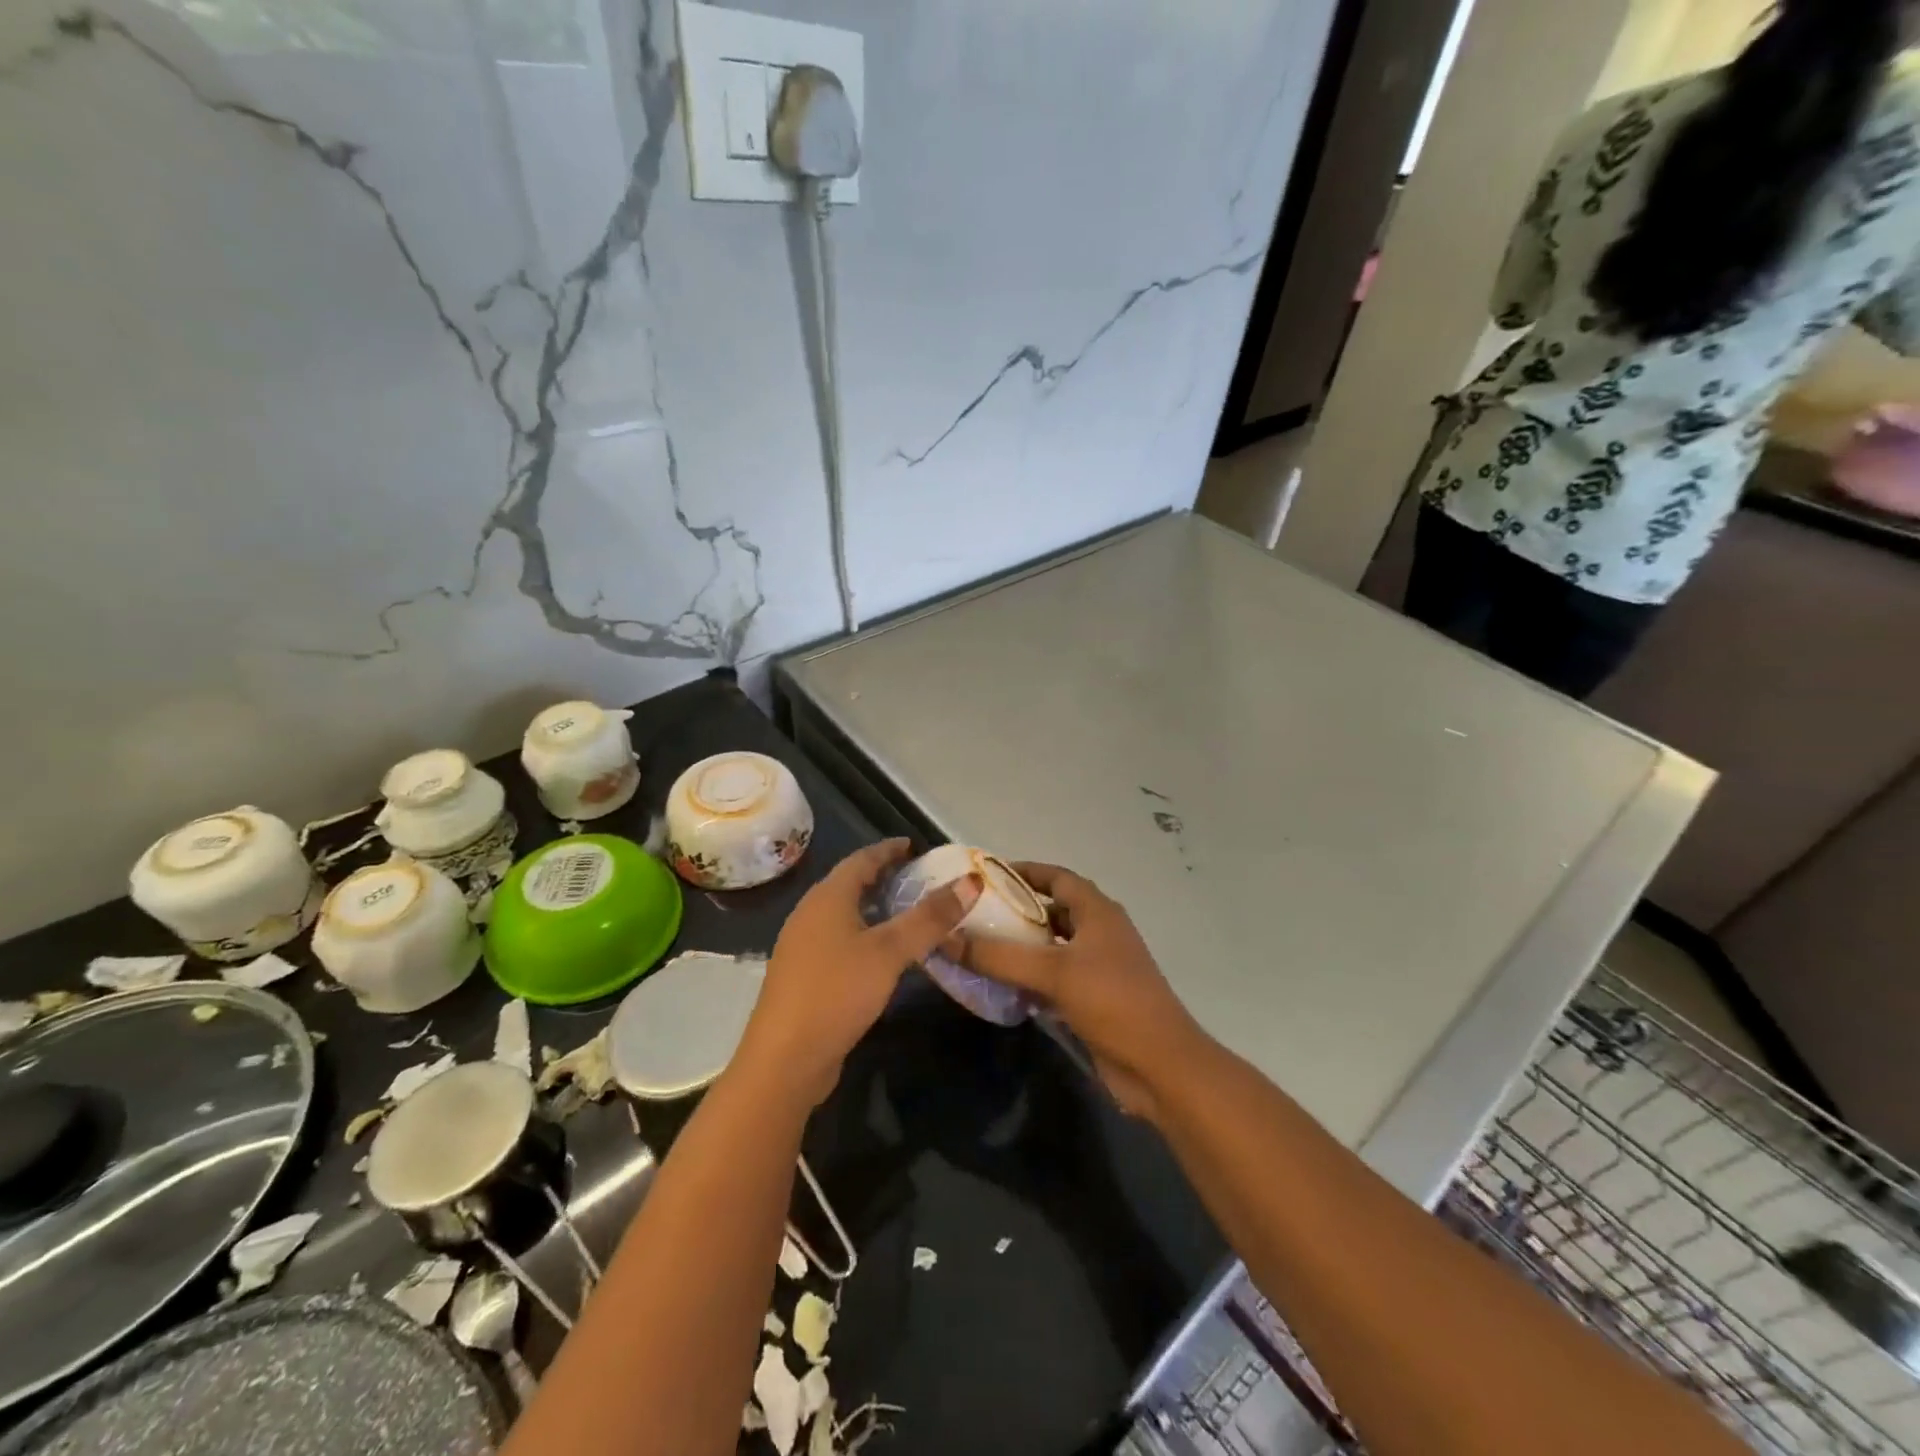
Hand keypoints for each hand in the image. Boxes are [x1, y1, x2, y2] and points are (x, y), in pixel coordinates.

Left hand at [736, 839, 980, 1107]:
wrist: (785, 1059)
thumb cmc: (837, 992)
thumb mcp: (889, 952)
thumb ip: (930, 918)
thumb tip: (970, 881)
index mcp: (827, 897)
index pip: (861, 859)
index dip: (888, 850)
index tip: (914, 845)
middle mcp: (810, 914)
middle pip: (850, 884)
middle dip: (883, 877)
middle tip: (918, 878)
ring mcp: (803, 946)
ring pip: (844, 914)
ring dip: (874, 907)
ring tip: (907, 912)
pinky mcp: (805, 976)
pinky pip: (840, 940)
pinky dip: (865, 934)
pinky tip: (884, 955)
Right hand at [962, 863, 1201, 1120]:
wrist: (1160, 1066)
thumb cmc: (1112, 1002)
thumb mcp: (1053, 972)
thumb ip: (999, 955)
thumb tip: (946, 938)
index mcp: (1097, 911)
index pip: (1056, 876)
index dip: (1023, 871)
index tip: (986, 875)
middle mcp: (1099, 932)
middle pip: (1052, 910)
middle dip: (1016, 911)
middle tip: (974, 915)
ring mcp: (1099, 967)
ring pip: (1053, 946)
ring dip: (1022, 947)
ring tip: (980, 948)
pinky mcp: (1095, 999)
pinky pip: (1056, 978)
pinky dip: (1031, 978)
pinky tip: (1002, 986)